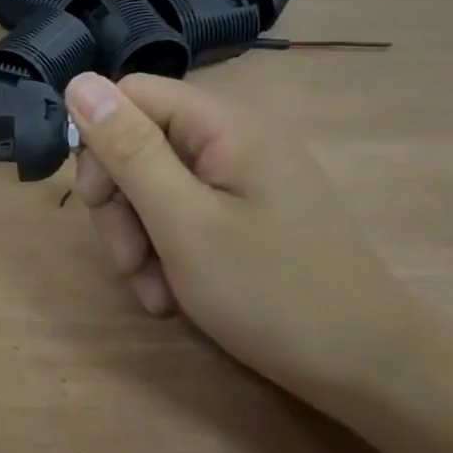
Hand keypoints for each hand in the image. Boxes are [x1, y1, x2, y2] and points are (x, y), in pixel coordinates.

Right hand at [66, 72, 421, 408]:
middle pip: (138, 144)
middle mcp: (233, 140)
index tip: (98, 201)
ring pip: (154, 187)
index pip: (129, 96)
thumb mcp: (183, 222)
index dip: (100, 142)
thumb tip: (78, 81)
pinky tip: (173, 296)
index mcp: (224, 125)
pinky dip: (167, 253)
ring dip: (139, 239)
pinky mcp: (247, 215)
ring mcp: (243, 179)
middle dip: (120, 205)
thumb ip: (129, 150)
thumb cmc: (272, 293)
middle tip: (128, 262)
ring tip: (155, 293)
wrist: (374, 372)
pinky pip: (184, 216)